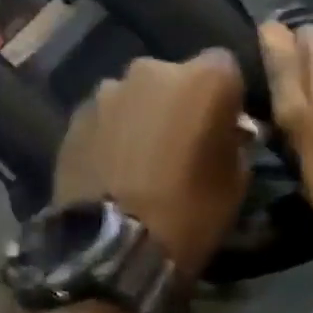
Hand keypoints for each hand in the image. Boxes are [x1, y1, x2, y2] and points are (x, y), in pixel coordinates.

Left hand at [54, 50, 251, 280]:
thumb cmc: (191, 211)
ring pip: (138, 95)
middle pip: (176, 76)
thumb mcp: (236, 182)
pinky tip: (114, 167)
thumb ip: (235, 143)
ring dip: (144, 115)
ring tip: (142, 157)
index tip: (224, 125)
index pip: (225, 66)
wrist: (116, 247)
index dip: (226, 96)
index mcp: (204, 79)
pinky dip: (113, 133)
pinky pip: (107, 116)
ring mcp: (109, 90)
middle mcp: (154, 70)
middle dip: (181, 101)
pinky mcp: (76, 116)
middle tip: (182, 141)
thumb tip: (228, 134)